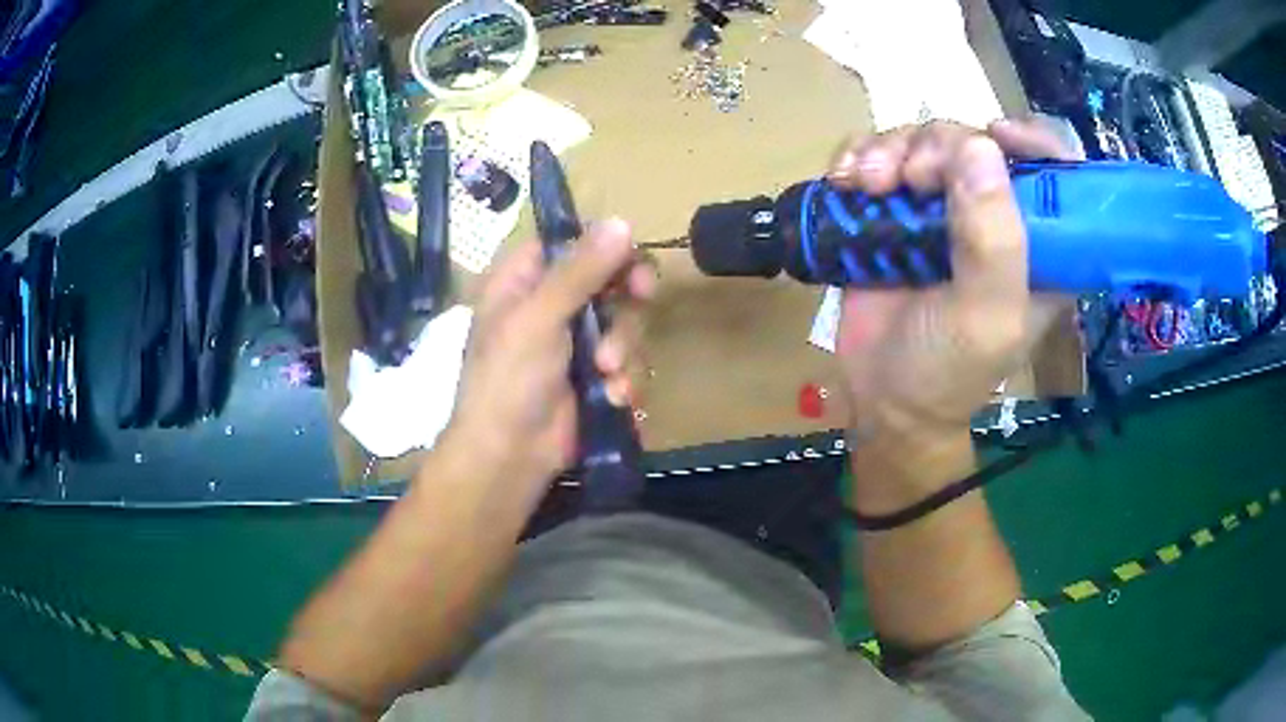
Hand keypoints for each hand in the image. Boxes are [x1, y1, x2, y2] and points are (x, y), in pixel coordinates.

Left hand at [443, 219, 655, 492]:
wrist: (509, 456)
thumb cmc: (508, 379)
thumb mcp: (539, 317)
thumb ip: (581, 270)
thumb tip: (622, 222)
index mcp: (524, 280)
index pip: (573, 243)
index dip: (605, 246)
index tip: (629, 256)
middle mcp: (552, 304)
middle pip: (610, 278)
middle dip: (625, 298)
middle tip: (640, 297)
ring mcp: (576, 342)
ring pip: (626, 322)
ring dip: (624, 347)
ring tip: (607, 374)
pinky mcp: (596, 377)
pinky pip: (629, 361)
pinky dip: (626, 378)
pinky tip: (615, 397)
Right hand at [826, 119, 1079, 439]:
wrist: (883, 398)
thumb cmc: (948, 371)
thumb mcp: (986, 319)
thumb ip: (994, 242)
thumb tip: (979, 147)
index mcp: (1042, 243)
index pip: (1057, 167)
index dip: (1034, 138)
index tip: (996, 134)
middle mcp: (998, 214)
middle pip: (976, 140)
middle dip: (939, 146)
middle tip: (909, 180)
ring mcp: (944, 206)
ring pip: (924, 139)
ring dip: (890, 150)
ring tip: (866, 185)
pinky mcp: (897, 207)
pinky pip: (879, 153)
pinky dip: (857, 156)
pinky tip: (843, 179)